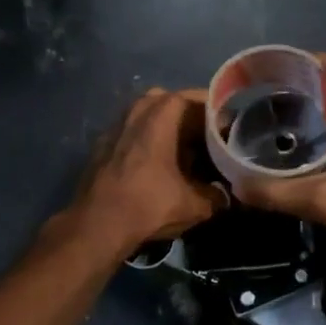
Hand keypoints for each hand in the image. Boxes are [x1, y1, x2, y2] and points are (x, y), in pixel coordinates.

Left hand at [69, 87, 225, 258]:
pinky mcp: (101, 144)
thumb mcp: (195, 205)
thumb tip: (225, 195)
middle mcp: (137, 110)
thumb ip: (217, 196)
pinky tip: (154, 163)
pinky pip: (131, 130)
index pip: (197, 98)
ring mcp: (115, 125)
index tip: (230, 128)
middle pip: (171, 101)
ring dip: (166, 126)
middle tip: (207, 136)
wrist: (95, 226)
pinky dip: (145, 139)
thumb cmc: (149, 205)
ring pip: (147, 114)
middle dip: (190, 115)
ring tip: (182, 149)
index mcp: (162, 114)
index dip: (217, 112)